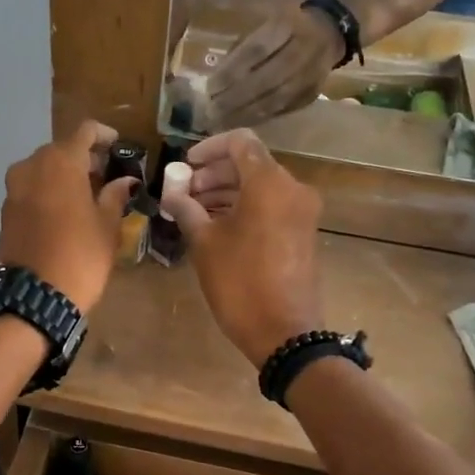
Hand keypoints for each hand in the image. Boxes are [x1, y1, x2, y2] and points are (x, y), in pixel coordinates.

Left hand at [0, 120, 138, 315]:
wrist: (34, 298)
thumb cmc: (80, 256)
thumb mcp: (107, 226)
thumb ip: (115, 196)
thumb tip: (125, 181)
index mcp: (61, 162)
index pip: (85, 131)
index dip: (104, 135)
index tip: (118, 145)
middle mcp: (32, 166)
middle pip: (61, 149)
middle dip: (84, 158)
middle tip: (106, 175)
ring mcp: (14, 188)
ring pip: (44, 169)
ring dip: (65, 175)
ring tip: (87, 195)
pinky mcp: (5, 210)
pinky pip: (31, 189)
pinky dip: (48, 191)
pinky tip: (65, 211)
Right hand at [160, 130, 324, 366]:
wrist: (284, 332)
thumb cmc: (239, 282)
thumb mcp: (204, 243)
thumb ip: (186, 207)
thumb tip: (172, 189)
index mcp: (269, 183)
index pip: (240, 142)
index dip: (208, 148)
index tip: (185, 167)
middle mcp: (292, 188)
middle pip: (250, 163)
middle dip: (214, 173)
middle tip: (184, 192)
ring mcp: (302, 211)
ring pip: (260, 185)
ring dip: (227, 191)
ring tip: (194, 211)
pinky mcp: (303, 231)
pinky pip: (271, 205)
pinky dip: (244, 206)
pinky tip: (217, 225)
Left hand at [205, 2, 344, 128]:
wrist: (331, 31)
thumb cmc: (286, 26)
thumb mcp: (265, 23)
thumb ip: (243, 47)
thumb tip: (216, 78)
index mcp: (286, 26)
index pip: (255, 51)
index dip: (232, 71)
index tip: (210, 87)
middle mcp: (301, 50)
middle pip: (265, 79)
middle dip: (235, 98)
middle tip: (211, 111)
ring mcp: (310, 75)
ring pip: (275, 99)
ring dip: (245, 113)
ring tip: (221, 122)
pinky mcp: (312, 93)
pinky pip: (283, 109)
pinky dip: (260, 117)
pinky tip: (241, 123)